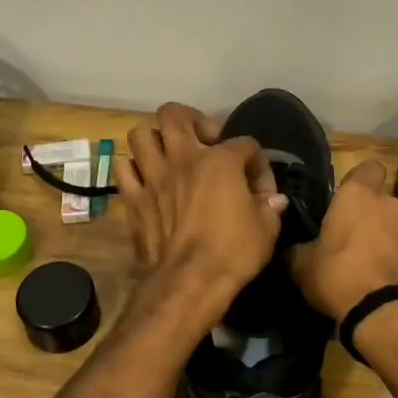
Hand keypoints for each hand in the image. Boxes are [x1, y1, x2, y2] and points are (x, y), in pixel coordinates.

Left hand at [119, 103, 286, 297]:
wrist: (188, 282)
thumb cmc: (233, 253)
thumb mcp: (266, 230)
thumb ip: (269, 207)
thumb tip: (274, 199)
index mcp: (220, 160)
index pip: (245, 144)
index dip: (258, 164)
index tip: (262, 190)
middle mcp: (183, 158)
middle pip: (174, 114)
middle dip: (190, 120)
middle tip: (203, 141)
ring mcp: (153, 176)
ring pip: (141, 134)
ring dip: (155, 139)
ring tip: (170, 154)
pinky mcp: (133, 198)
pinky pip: (124, 168)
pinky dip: (133, 168)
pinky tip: (147, 179)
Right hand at [288, 160, 397, 321]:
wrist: (385, 314)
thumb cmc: (338, 275)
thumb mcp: (301, 264)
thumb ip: (299, 248)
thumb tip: (294, 247)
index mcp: (358, 195)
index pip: (368, 167)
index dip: (359, 180)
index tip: (345, 198)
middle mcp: (391, 203)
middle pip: (381, 200)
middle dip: (370, 214)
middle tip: (351, 238)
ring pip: (396, 224)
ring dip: (385, 236)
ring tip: (369, 262)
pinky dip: (397, 257)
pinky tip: (383, 278)